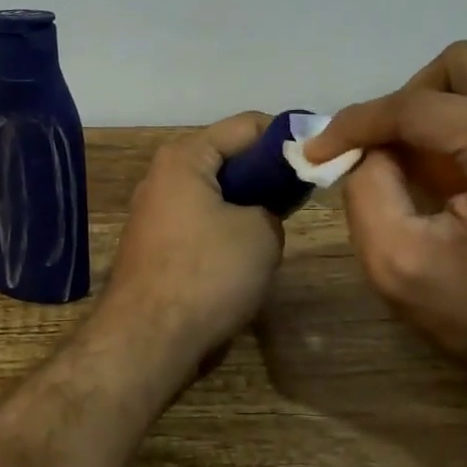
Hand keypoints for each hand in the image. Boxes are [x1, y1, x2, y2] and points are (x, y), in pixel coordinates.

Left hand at [103, 112, 285, 360]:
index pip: (246, 125)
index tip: (318, 157)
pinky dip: (225, 230)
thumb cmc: (207, 273)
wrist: (148, 341)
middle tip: (301, 195)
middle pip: (227, 158)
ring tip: (278, 226)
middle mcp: (162, 176)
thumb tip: (265, 212)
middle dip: (265, 174)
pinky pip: (200, 223)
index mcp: (184, 157)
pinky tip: (246, 255)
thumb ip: (273, 206)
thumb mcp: (262, 232)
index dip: (286, 137)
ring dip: (245, 206)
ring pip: (214, 194)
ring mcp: (154, 212)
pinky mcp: (154, 246)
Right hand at [304, 42, 466, 406]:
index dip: (357, 122)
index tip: (318, 149)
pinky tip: (457, 178)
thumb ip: (366, 190)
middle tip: (383, 152)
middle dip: (407, 102)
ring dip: (439, 113)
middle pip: (461, 65)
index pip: (419, 105)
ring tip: (421, 170)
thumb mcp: (401, 266)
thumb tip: (364, 149)